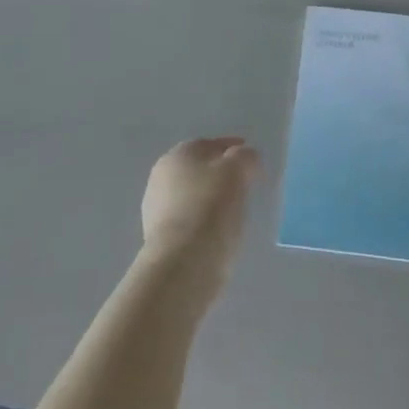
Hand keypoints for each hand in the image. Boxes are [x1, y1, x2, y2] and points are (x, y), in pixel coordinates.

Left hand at [140, 137, 260, 297]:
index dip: (233, 147)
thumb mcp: (237, 172)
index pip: (210, 144)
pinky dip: (203, 221)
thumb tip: (245, 156)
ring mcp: (156, 208)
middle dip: (220, 173)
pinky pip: (189, 220)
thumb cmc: (211, 208)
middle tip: (244, 182)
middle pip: (198, 169)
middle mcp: (162, 176)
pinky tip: (218, 231)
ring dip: (211, 198)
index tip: (251, 157)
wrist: (182, 264)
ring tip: (235, 210)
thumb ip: (245, 157)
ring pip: (192, 195)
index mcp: (179, 154)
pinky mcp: (159, 238)